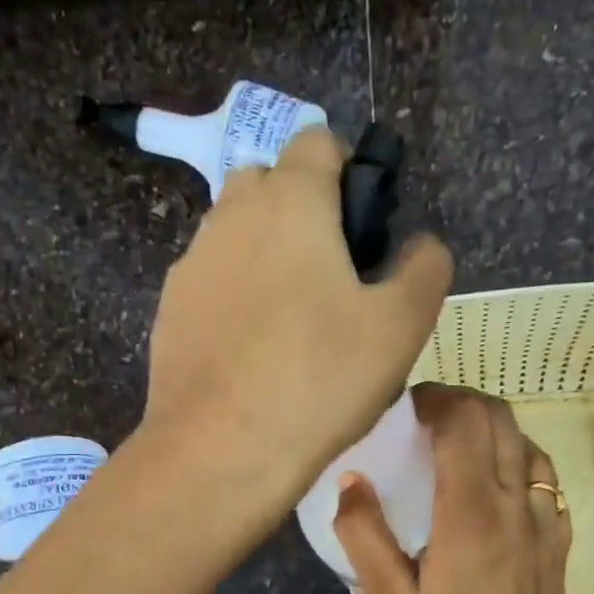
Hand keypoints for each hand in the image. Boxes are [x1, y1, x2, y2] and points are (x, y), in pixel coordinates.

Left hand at [142, 127, 452, 508]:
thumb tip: (422, 244)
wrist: (220, 452)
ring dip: (266, 252)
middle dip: (303, 209)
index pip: (319, 142)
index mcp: (290, 202)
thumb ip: (425, 268)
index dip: (350, 170)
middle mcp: (230, 216)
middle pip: (269, 181)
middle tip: (335, 276)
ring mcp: (191, 264)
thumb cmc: (320, 380)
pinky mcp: (169, 311)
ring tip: (294, 320)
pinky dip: (235, 295)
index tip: (367, 227)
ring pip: (235, 233)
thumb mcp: (401, 326)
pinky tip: (254, 351)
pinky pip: (211, 281)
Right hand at [333, 385, 572, 593]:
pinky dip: (518, 458)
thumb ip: (365, 535)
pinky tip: (494, 483)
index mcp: (470, 514)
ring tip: (456, 444)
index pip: (462, 422)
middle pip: (499, 419)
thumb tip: (352, 478)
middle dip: (461, 402)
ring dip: (491, 427)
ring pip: (527, 442)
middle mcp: (515, 504)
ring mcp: (545, 521)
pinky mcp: (558, 542)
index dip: (433, 399)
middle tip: (423, 417)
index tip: (403, 407)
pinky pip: (545, 477)